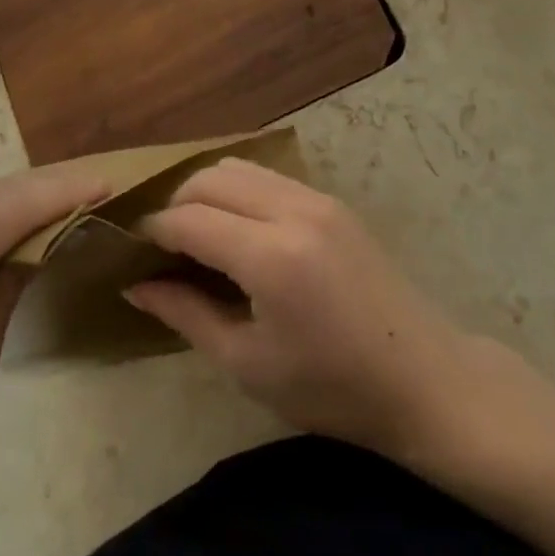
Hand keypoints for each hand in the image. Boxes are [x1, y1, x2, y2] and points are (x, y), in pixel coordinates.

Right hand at [126, 158, 474, 458]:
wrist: (423, 377)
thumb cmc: (331, 387)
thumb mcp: (248, 364)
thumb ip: (186, 315)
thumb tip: (136, 286)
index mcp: (270, 257)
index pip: (189, 219)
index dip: (152, 231)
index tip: (131, 252)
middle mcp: (292, 210)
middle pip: (210, 178)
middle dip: (176, 204)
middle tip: (163, 248)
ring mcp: (317, 198)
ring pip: (239, 167)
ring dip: (207, 192)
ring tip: (198, 236)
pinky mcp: (332, 200)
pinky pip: (269, 177)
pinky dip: (239, 191)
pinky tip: (238, 230)